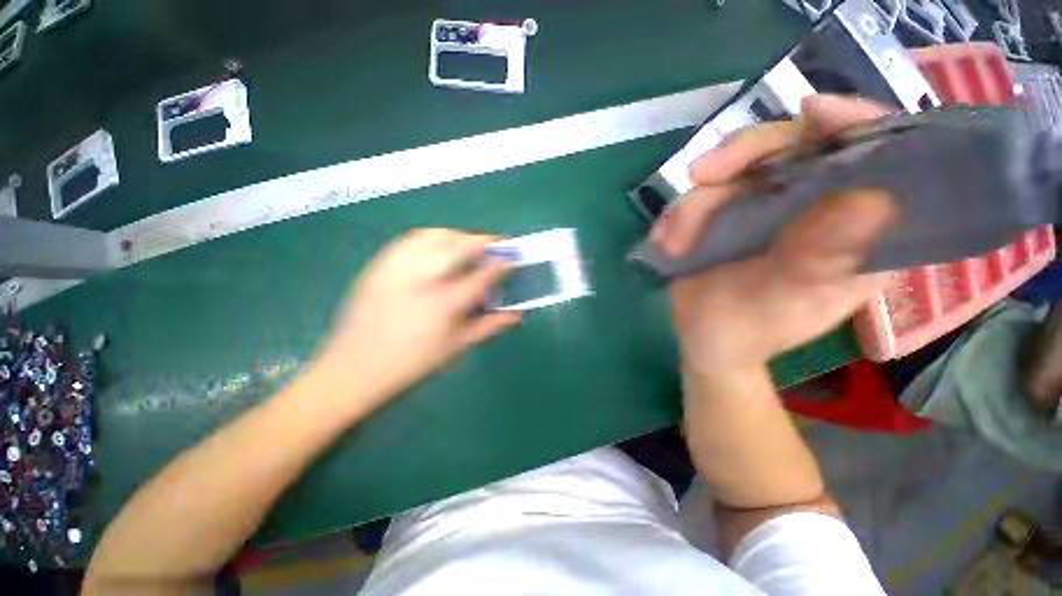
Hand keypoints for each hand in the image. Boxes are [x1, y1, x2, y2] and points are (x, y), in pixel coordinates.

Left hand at [309, 229, 520, 412]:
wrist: (354, 369)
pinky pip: (411, 239)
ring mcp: (399, 268)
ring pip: (436, 235)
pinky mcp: (380, 265)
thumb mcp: (457, 347)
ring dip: (459, 236)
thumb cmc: (413, 363)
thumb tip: (517, 315)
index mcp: (446, 303)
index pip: (483, 275)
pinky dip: (432, 237)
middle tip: (496, 245)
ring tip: (468, 245)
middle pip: (461, 245)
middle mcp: (424, 278)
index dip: (502, 263)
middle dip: (485, 241)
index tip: (512, 258)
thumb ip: (490, 326)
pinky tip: (438, 248)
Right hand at [652, 95, 897, 374]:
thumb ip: (823, 256)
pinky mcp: (733, 213)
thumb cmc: (752, 331)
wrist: (707, 340)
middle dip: (742, 158)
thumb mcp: (789, 299)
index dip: (852, 121)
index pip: (878, 152)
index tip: (812, 111)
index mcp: (862, 228)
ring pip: (737, 171)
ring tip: (673, 243)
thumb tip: (874, 198)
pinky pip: (705, 195)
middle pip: (795, 145)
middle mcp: (821, 204)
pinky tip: (668, 240)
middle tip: (699, 177)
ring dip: (696, 204)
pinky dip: (681, 214)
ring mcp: (772, 206)